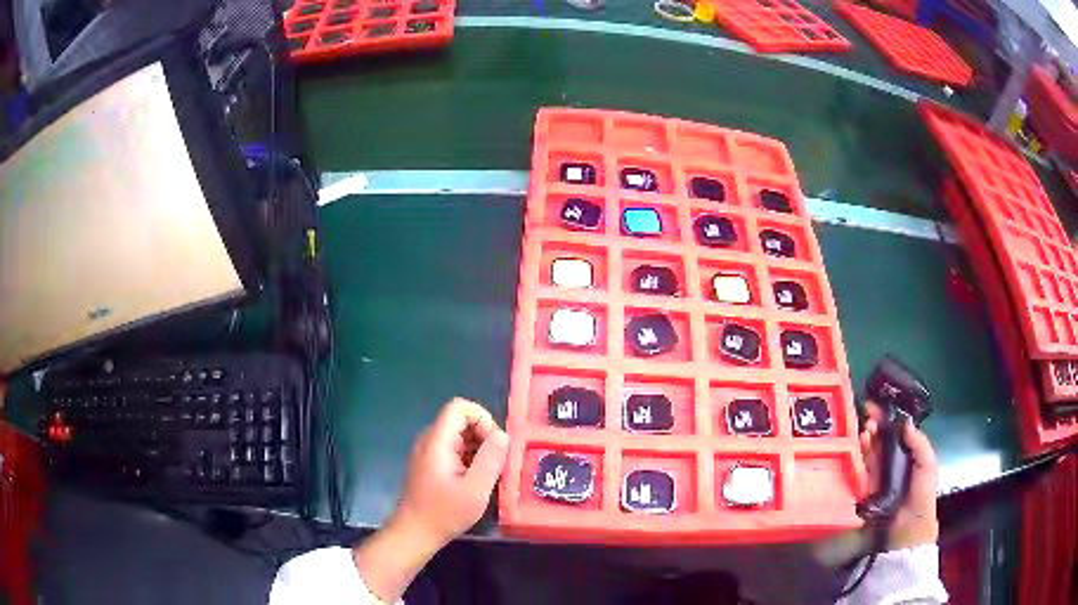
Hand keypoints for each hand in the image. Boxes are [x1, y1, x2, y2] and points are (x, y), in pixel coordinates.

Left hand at [395, 397, 508, 544]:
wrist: (414, 533)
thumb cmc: (444, 513)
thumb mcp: (475, 489)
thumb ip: (490, 459)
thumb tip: (503, 435)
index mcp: (437, 441)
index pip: (460, 407)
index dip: (482, 418)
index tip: (495, 445)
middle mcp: (430, 441)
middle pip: (461, 421)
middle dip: (484, 437)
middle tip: (497, 464)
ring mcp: (429, 453)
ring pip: (460, 437)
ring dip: (479, 450)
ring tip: (488, 476)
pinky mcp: (431, 466)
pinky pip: (455, 450)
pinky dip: (470, 460)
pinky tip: (476, 483)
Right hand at [859, 402, 938, 549]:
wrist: (906, 527)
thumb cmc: (921, 494)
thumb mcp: (928, 465)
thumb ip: (919, 443)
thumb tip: (905, 421)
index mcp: (911, 454)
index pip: (899, 432)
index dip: (891, 418)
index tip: (882, 404)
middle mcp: (895, 461)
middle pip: (884, 438)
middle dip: (878, 423)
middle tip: (869, 411)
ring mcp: (881, 474)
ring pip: (873, 449)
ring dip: (869, 435)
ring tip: (867, 425)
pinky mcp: (868, 486)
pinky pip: (864, 466)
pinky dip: (862, 452)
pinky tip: (863, 441)